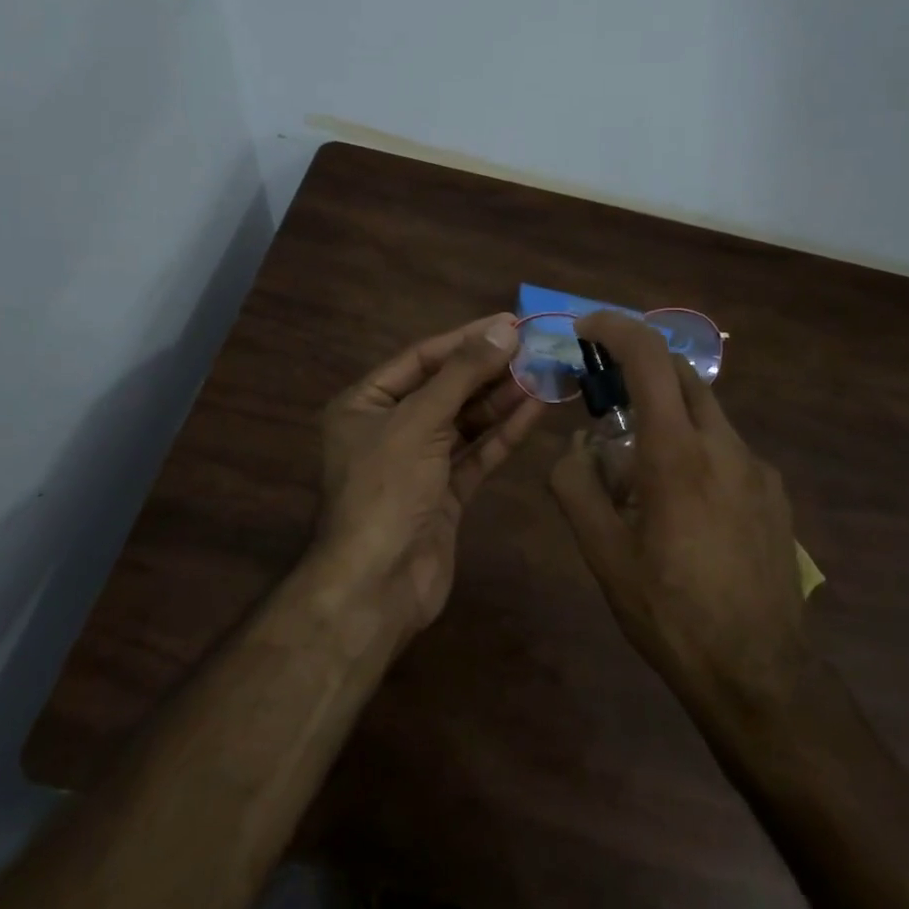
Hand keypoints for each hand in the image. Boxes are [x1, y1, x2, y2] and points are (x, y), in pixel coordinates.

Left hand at [316, 313, 542, 635]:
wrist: (377, 585)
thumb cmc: (386, 489)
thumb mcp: (419, 421)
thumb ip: (463, 375)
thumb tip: (504, 330)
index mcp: (365, 404)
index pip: (421, 358)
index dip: (466, 339)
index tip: (510, 323)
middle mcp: (390, 429)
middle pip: (446, 388)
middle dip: (489, 368)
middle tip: (535, 346)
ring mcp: (419, 463)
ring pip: (465, 421)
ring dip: (502, 398)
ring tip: (544, 371)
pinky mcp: (445, 494)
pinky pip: (477, 454)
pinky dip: (504, 433)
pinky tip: (536, 409)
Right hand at [549, 311, 809, 717]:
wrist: (760, 673)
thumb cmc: (671, 612)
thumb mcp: (603, 554)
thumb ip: (577, 486)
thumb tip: (578, 446)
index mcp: (678, 454)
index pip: (650, 359)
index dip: (616, 328)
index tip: (586, 327)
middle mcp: (725, 446)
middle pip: (682, 375)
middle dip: (639, 367)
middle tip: (603, 393)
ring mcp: (757, 468)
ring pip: (705, 413)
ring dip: (665, 413)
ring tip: (637, 466)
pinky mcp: (774, 493)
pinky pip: (726, 448)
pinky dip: (693, 447)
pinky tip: (682, 503)